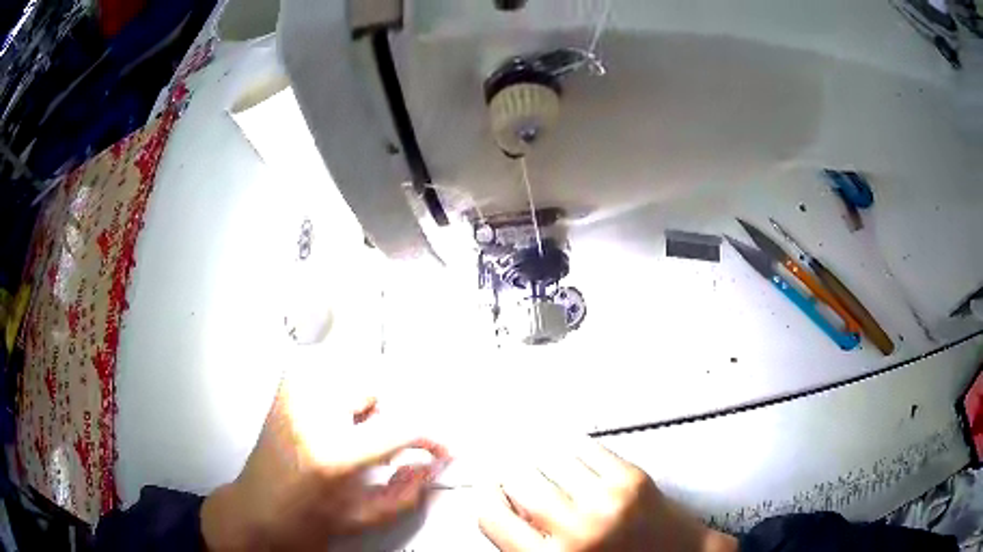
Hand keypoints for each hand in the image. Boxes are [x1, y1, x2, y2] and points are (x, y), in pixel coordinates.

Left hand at [201, 369, 448, 550]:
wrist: (258, 506)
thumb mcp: (365, 516)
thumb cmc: (308, 517)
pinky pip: (334, 374)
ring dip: (367, 408)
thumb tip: (433, 462)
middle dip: (390, 418)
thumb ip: (409, 491)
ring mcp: (294, 390)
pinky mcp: (287, 383)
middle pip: (379, 390)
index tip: (443, 448)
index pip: (402, 426)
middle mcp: (311, 410)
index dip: (432, 437)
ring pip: (358, 377)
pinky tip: (333, 423)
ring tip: (351, 437)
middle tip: (379, 449)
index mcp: (332, 452)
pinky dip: (346, 398)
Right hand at [477, 441, 736, 551]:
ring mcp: (607, 500)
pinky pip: (586, 448)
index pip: (493, 517)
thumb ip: (528, 545)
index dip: (484, 496)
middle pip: (518, 481)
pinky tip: (562, 443)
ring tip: (529, 448)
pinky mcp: (632, 479)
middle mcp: (576, 530)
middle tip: (505, 463)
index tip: (485, 485)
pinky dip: (568, 443)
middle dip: (508, 470)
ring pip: (549, 459)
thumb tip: (506, 509)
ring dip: (535, 453)